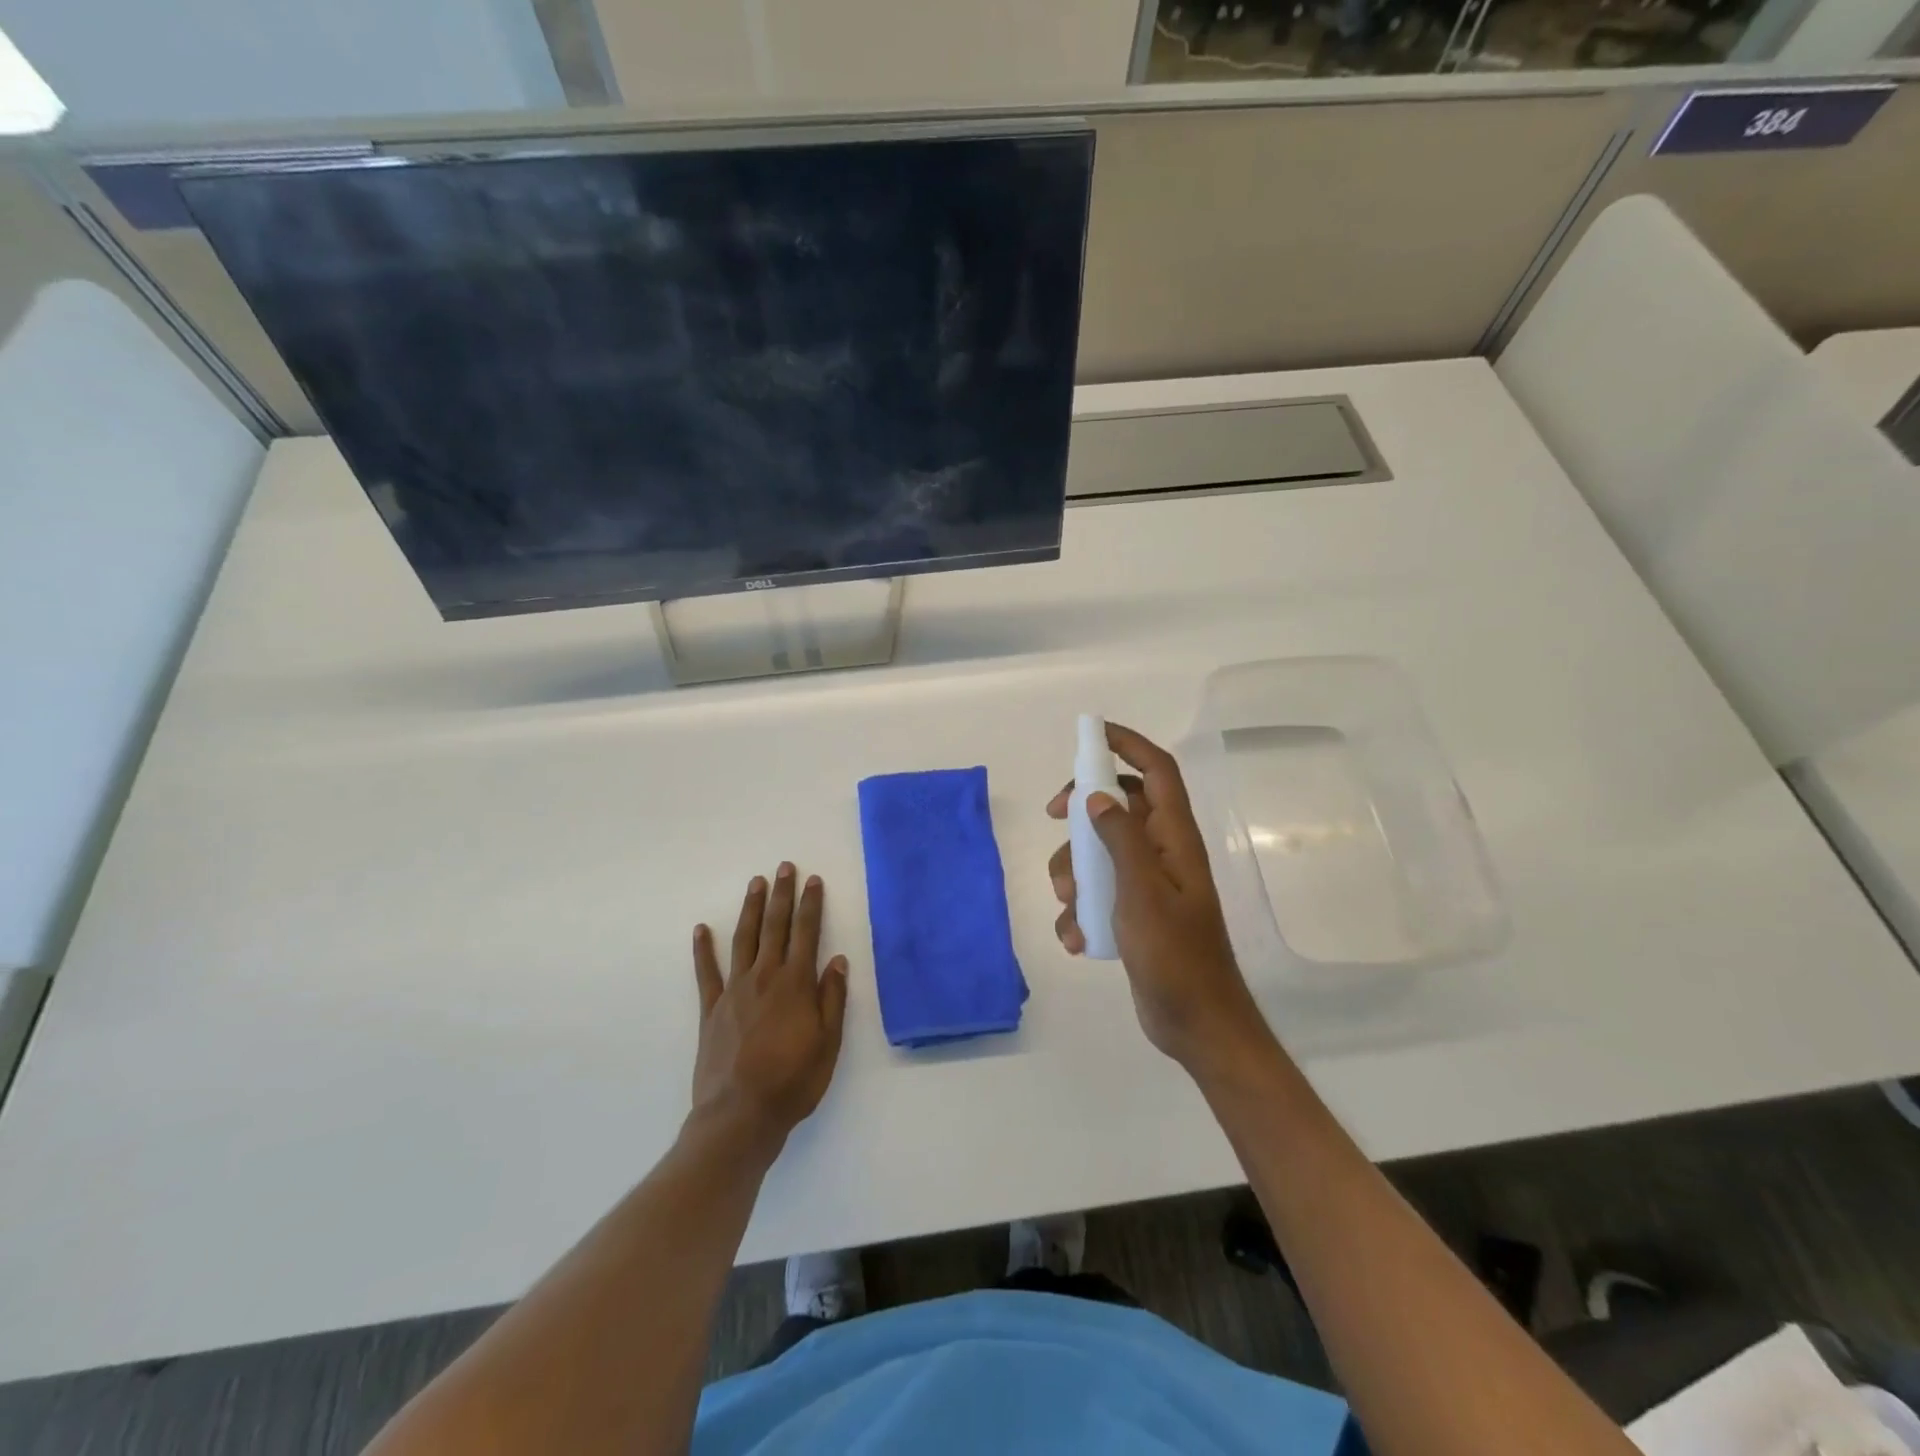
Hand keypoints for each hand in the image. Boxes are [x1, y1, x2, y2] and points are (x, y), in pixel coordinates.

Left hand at [690, 863, 848, 1153]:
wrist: (740, 1115)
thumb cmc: (793, 1082)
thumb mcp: (828, 1044)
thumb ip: (832, 999)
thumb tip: (837, 961)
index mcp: (796, 984)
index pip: (806, 933)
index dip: (811, 904)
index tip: (813, 880)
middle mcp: (765, 977)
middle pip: (775, 927)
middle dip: (782, 895)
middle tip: (784, 867)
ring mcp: (734, 991)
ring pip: (744, 939)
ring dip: (751, 909)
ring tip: (756, 883)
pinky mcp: (711, 1009)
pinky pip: (706, 972)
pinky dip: (703, 949)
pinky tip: (701, 929)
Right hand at [1047, 723, 1269, 1076]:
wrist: (1195, 1023)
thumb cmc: (1174, 955)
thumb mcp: (1141, 892)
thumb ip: (1120, 838)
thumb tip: (1096, 795)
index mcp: (1174, 838)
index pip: (1157, 770)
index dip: (1128, 744)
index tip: (1090, 734)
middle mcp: (1163, 852)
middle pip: (1118, 805)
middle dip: (1082, 811)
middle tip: (1053, 818)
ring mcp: (1148, 883)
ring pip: (1100, 851)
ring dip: (1074, 872)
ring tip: (1070, 906)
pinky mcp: (1134, 913)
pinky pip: (1098, 892)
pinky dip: (1080, 910)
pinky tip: (1077, 938)